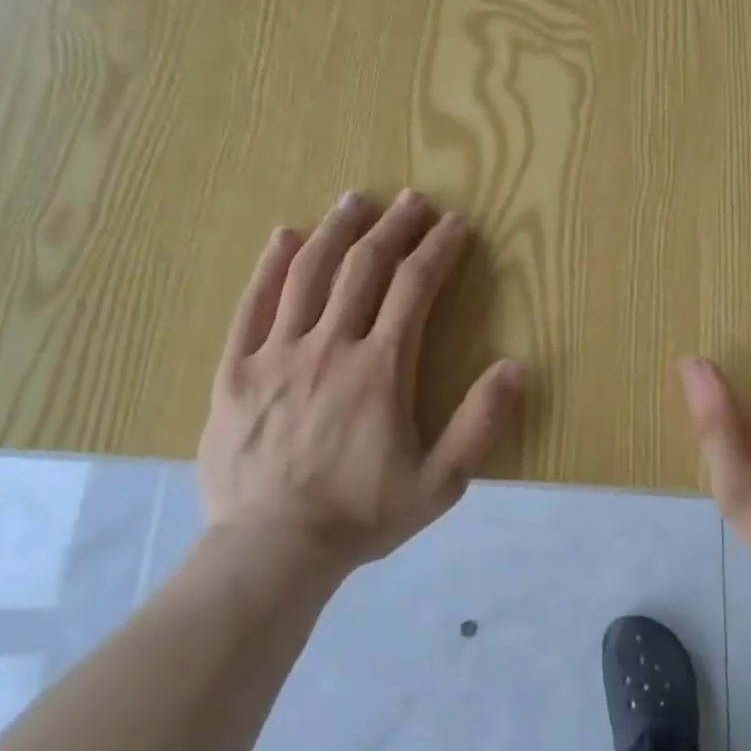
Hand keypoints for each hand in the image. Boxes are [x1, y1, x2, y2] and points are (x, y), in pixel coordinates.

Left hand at [197, 190, 522, 583]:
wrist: (271, 549)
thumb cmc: (361, 514)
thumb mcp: (440, 482)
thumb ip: (480, 423)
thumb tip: (515, 367)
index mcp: (381, 369)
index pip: (415, 287)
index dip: (438, 249)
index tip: (454, 224)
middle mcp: (330, 346)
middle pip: (364, 268)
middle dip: (393, 227)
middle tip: (412, 201)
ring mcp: (277, 354)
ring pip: (308, 274)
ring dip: (337, 231)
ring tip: (356, 200)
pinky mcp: (236, 371)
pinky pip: (252, 305)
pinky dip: (271, 266)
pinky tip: (286, 237)